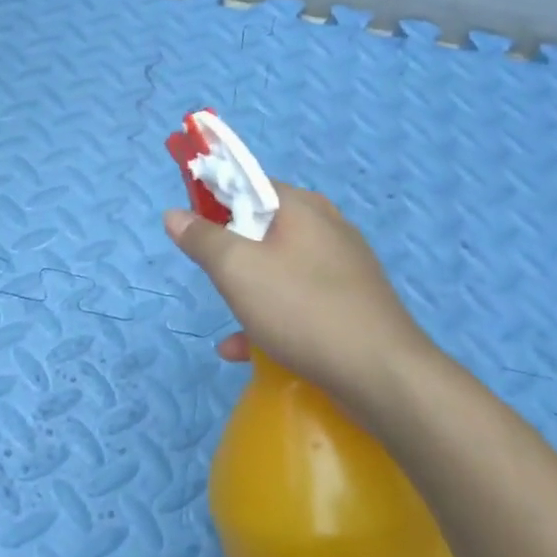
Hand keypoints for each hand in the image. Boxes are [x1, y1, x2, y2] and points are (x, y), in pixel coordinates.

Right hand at [164, 183, 439, 419]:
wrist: (382, 375)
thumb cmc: (301, 309)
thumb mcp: (236, 270)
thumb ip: (202, 238)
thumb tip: (174, 213)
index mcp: (301, 206)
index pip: (248, 181)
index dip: (213, 194)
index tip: (190, 222)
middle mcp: (326, 226)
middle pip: (262, 226)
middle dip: (229, 250)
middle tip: (212, 275)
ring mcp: (342, 266)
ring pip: (279, 267)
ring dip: (247, 290)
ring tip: (228, 322)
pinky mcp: (351, 303)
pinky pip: (299, 300)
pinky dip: (271, 317)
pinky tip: (247, 351)